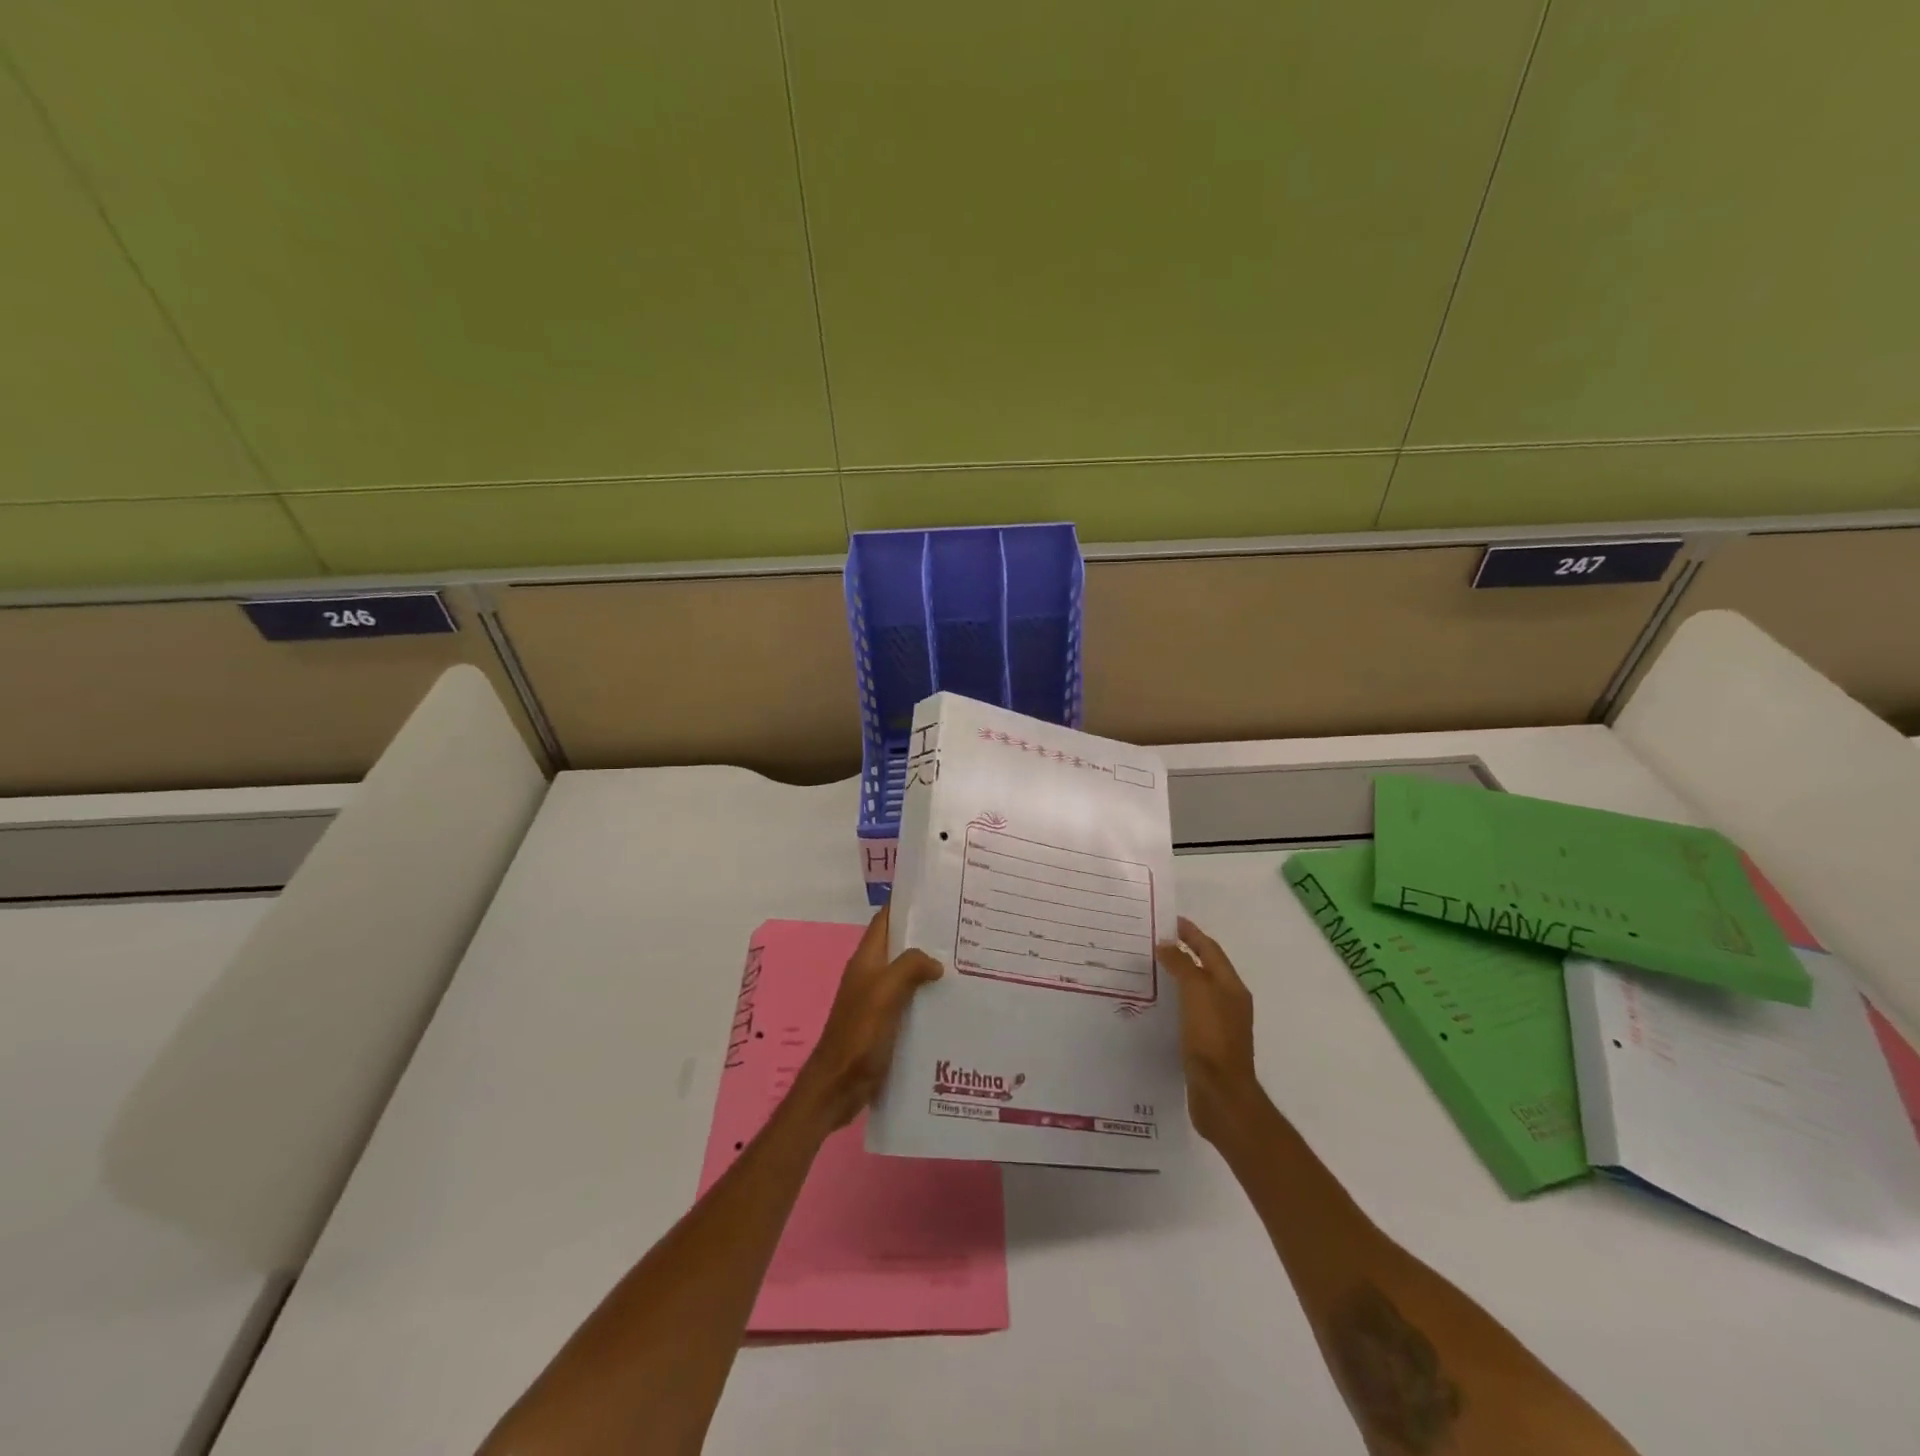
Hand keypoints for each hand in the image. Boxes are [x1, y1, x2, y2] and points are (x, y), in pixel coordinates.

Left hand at [791, 905, 941, 1130]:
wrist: (838, 1087)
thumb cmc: (858, 1034)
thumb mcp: (884, 992)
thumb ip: (909, 967)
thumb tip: (935, 962)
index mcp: (866, 960)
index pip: (885, 920)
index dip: (906, 904)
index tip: (938, 895)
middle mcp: (871, 975)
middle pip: (899, 946)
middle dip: (926, 936)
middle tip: (963, 931)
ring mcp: (877, 1001)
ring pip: (907, 974)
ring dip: (930, 968)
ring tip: (966, 964)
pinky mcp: (886, 1024)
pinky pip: (910, 1001)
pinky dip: (928, 997)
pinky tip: (952, 1002)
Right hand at [1156, 916, 1261, 1143]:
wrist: (1221, 1095)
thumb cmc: (1211, 1038)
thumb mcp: (1197, 993)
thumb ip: (1183, 965)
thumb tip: (1166, 944)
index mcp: (1230, 986)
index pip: (1210, 949)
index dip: (1191, 933)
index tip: (1168, 920)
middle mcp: (1228, 1002)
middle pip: (1205, 967)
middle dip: (1184, 952)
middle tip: (1154, 941)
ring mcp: (1219, 1024)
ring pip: (1197, 990)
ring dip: (1178, 975)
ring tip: (1150, 969)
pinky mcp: (1206, 1044)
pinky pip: (1189, 1011)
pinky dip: (1175, 1000)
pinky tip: (1157, 1005)